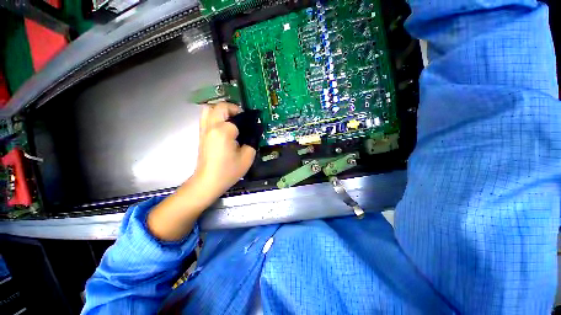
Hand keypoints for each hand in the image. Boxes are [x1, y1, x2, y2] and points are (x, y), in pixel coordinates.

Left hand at [147, 102, 254, 240]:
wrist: (208, 181)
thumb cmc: (228, 171)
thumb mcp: (247, 157)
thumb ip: (252, 141)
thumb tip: (254, 131)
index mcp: (224, 131)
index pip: (237, 117)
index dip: (247, 120)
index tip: (253, 124)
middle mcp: (211, 126)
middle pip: (221, 106)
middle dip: (233, 109)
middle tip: (242, 119)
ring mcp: (204, 129)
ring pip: (210, 109)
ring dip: (222, 110)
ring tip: (232, 120)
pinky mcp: (201, 134)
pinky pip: (206, 117)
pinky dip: (215, 116)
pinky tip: (224, 127)